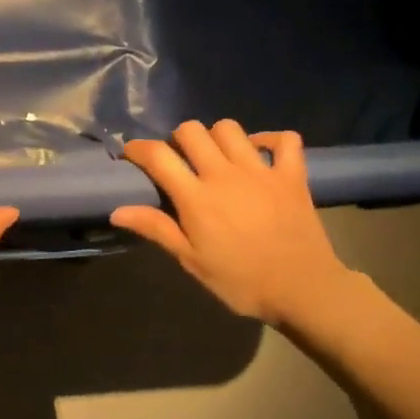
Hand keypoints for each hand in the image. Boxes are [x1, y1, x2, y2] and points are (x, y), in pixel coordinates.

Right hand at [110, 120, 353, 326]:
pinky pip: (284, 140)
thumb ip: (156, 229)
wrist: (302, 289)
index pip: (158, 156)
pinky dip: (270, 140)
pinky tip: (259, 153)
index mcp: (196, 197)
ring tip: (215, 157)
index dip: (138, 148)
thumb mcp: (191, 260)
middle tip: (178, 160)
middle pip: (192, 131)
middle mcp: (225, 174)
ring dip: (216, 136)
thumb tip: (117, 210)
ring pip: (230, 128)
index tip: (130, 154)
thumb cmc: (240, 281)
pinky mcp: (292, 175)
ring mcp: (261, 170)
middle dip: (177, 139)